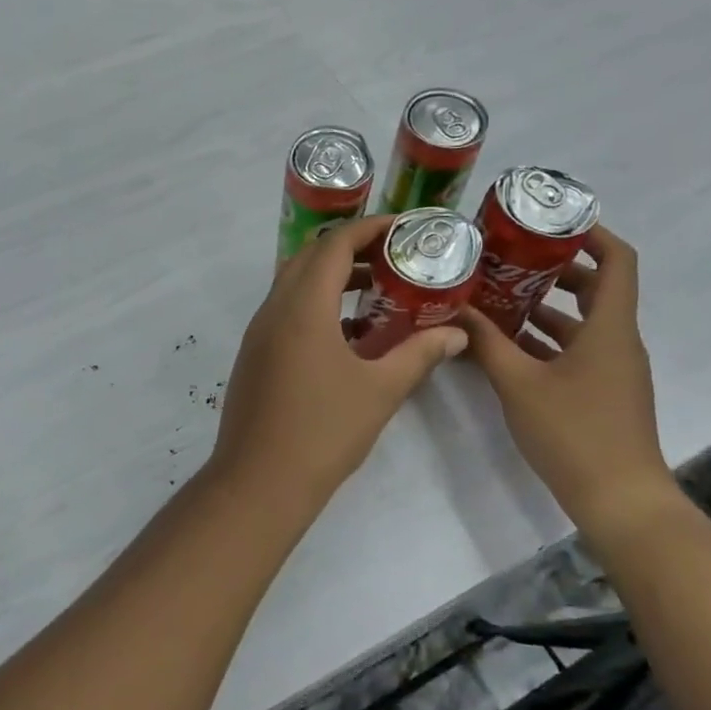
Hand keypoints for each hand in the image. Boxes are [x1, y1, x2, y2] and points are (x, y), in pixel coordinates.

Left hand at [209, 216, 466, 508]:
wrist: (259, 482)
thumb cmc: (323, 432)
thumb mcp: (381, 391)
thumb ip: (419, 355)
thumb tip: (456, 335)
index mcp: (302, 307)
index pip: (334, 245)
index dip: (369, 229)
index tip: (403, 227)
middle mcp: (273, 310)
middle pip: (310, 258)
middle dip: (351, 249)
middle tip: (393, 256)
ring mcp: (258, 333)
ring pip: (294, 285)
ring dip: (332, 278)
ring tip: (377, 289)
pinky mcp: (254, 355)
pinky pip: (285, 312)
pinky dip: (316, 305)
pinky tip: (349, 333)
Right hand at [457, 226, 670, 518]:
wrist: (620, 500)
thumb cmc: (574, 433)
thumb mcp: (519, 384)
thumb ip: (486, 343)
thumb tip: (454, 308)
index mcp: (609, 328)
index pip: (618, 260)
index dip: (591, 233)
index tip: (550, 221)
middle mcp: (617, 340)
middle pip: (596, 287)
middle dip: (554, 268)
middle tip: (509, 256)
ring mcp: (612, 368)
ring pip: (582, 322)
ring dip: (544, 307)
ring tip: (497, 295)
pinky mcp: (602, 391)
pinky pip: (575, 350)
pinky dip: (545, 340)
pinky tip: (505, 344)